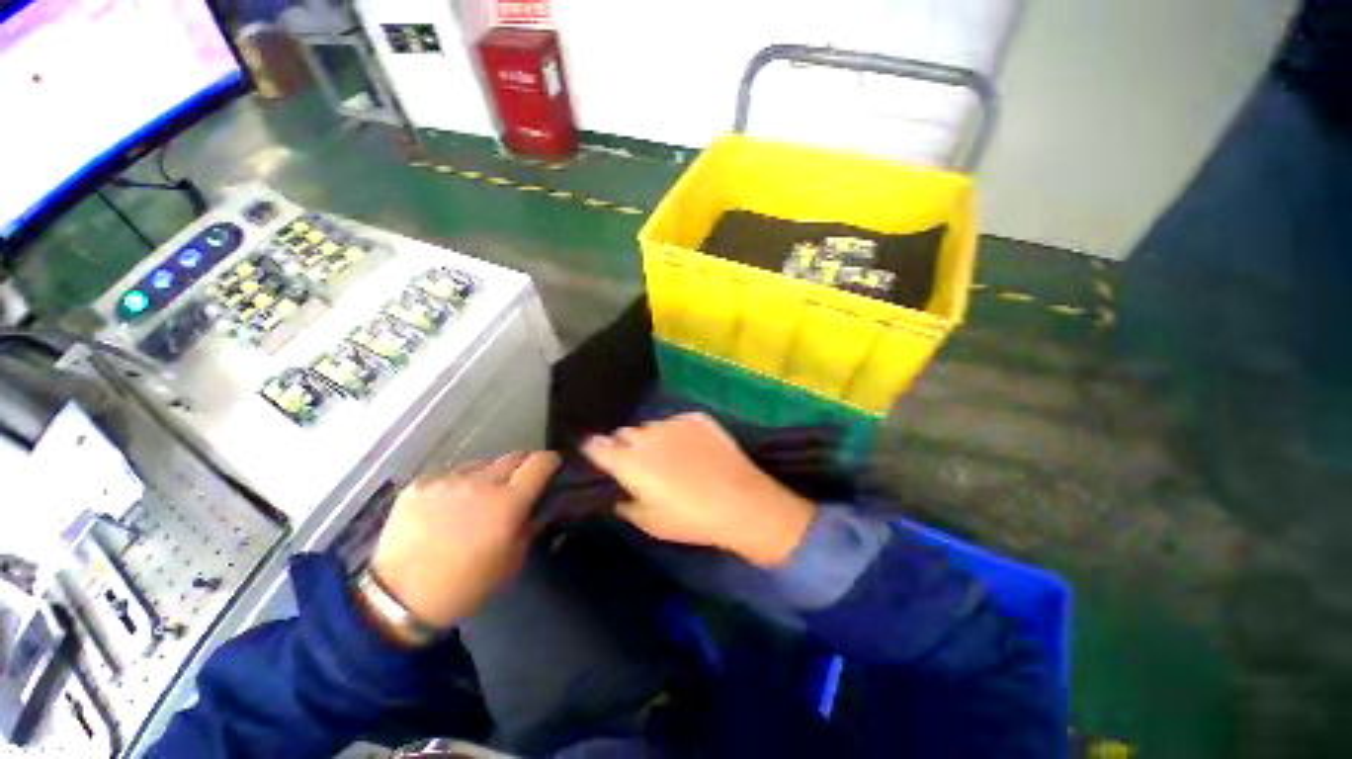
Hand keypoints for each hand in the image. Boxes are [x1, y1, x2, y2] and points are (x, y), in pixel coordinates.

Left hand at [368, 451, 559, 637]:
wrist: (397, 600)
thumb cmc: (464, 586)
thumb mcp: (510, 563)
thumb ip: (529, 528)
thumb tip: (537, 508)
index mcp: (507, 503)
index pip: (539, 463)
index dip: (549, 461)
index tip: (551, 467)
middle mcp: (480, 483)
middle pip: (513, 457)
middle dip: (522, 467)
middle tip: (517, 485)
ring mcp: (447, 480)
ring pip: (481, 465)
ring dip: (488, 476)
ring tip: (477, 498)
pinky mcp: (420, 484)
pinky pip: (451, 475)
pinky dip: (457, 485)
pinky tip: (447, 508)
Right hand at [582, 413, 815, 567]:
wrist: (740, 502)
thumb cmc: (690, 518)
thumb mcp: (649, 522)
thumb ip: (625, 503)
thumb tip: (618, 492)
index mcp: (629, 461)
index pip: (597, 446)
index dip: (594, 449)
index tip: (597, 455)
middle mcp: (647, 435)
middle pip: (625, 434)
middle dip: (625, 446)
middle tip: (640, 465)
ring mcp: (674, 423)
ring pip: (651, 426)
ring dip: (652, 439)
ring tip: (670, 457)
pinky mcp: (697, 418)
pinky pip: (677, 421)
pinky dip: (677, 433)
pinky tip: (691, 449)